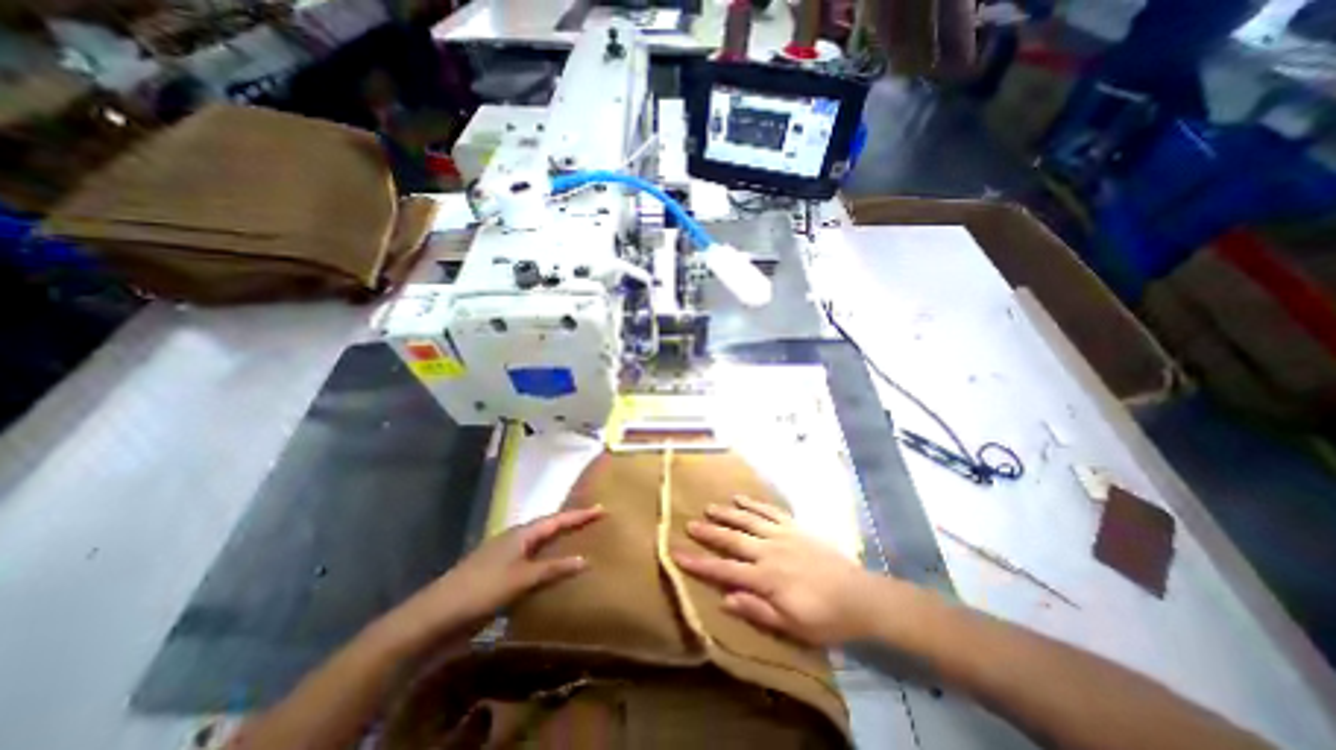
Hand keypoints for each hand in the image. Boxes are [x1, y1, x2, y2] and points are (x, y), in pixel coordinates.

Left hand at [394, 505, 606, 638]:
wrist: (435, 615)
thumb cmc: (482, 591)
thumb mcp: (521, 580)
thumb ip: (553, 568)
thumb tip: (585, 559)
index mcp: (521, 533)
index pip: (557, 519)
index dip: (580, 515)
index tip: (601, 509)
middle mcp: (514, 537)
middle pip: (548, 525)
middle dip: (570, 521)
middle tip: (592, 519)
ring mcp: (504, 552)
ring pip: (538, 539)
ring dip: (557, 537)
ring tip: (576, 537)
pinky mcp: (497, 568)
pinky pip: (529, 554)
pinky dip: (545, 554)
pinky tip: (549, 564)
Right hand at [674, 499, 885, 644]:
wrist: (859, 596)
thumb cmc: (824, 617)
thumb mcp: (791, 626)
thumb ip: (757, 610)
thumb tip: (725, 599)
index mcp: (765, 578)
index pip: (724, 569)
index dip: (699, 563)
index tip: (677, 554)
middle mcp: (768, 551)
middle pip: (732, 539)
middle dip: (709, 532)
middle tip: (689, 524)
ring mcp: (782, 535)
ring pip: (748, 521)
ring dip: (727, 513)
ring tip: (709, 507)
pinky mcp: (794, 527)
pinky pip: (770, 512)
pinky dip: (754, 504)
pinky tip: (741, 498)